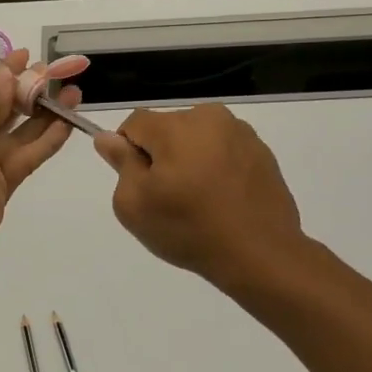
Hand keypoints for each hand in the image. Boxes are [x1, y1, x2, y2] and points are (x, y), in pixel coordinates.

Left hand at [0, 49, 80, 269]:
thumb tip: (6, 74)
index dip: (4, 74)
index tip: (27, 56)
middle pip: (5, 110)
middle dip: (30, 91)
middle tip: (59, 73)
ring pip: (22, 133)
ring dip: (46, 114)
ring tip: (73, 93)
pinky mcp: (4, 186)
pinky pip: (29, 158)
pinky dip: (48, 141)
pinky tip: (67, 123)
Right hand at [94, 104, 306, 288]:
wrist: (260, 254)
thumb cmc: (189, 229)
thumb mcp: (135, 204)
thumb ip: (120, 163)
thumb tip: (108, 138)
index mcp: (175, 125)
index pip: (134, 123)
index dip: (128, 152)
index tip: (140, 184)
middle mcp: (210, 117)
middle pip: (168, 128)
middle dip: (161, 155)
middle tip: (170, 197)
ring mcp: (241, 133)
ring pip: (198, 138)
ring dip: (190, 159)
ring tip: (200, 201)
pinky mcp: (262, 152)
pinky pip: (224, 151)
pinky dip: (217, 168)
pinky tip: (223, 201)